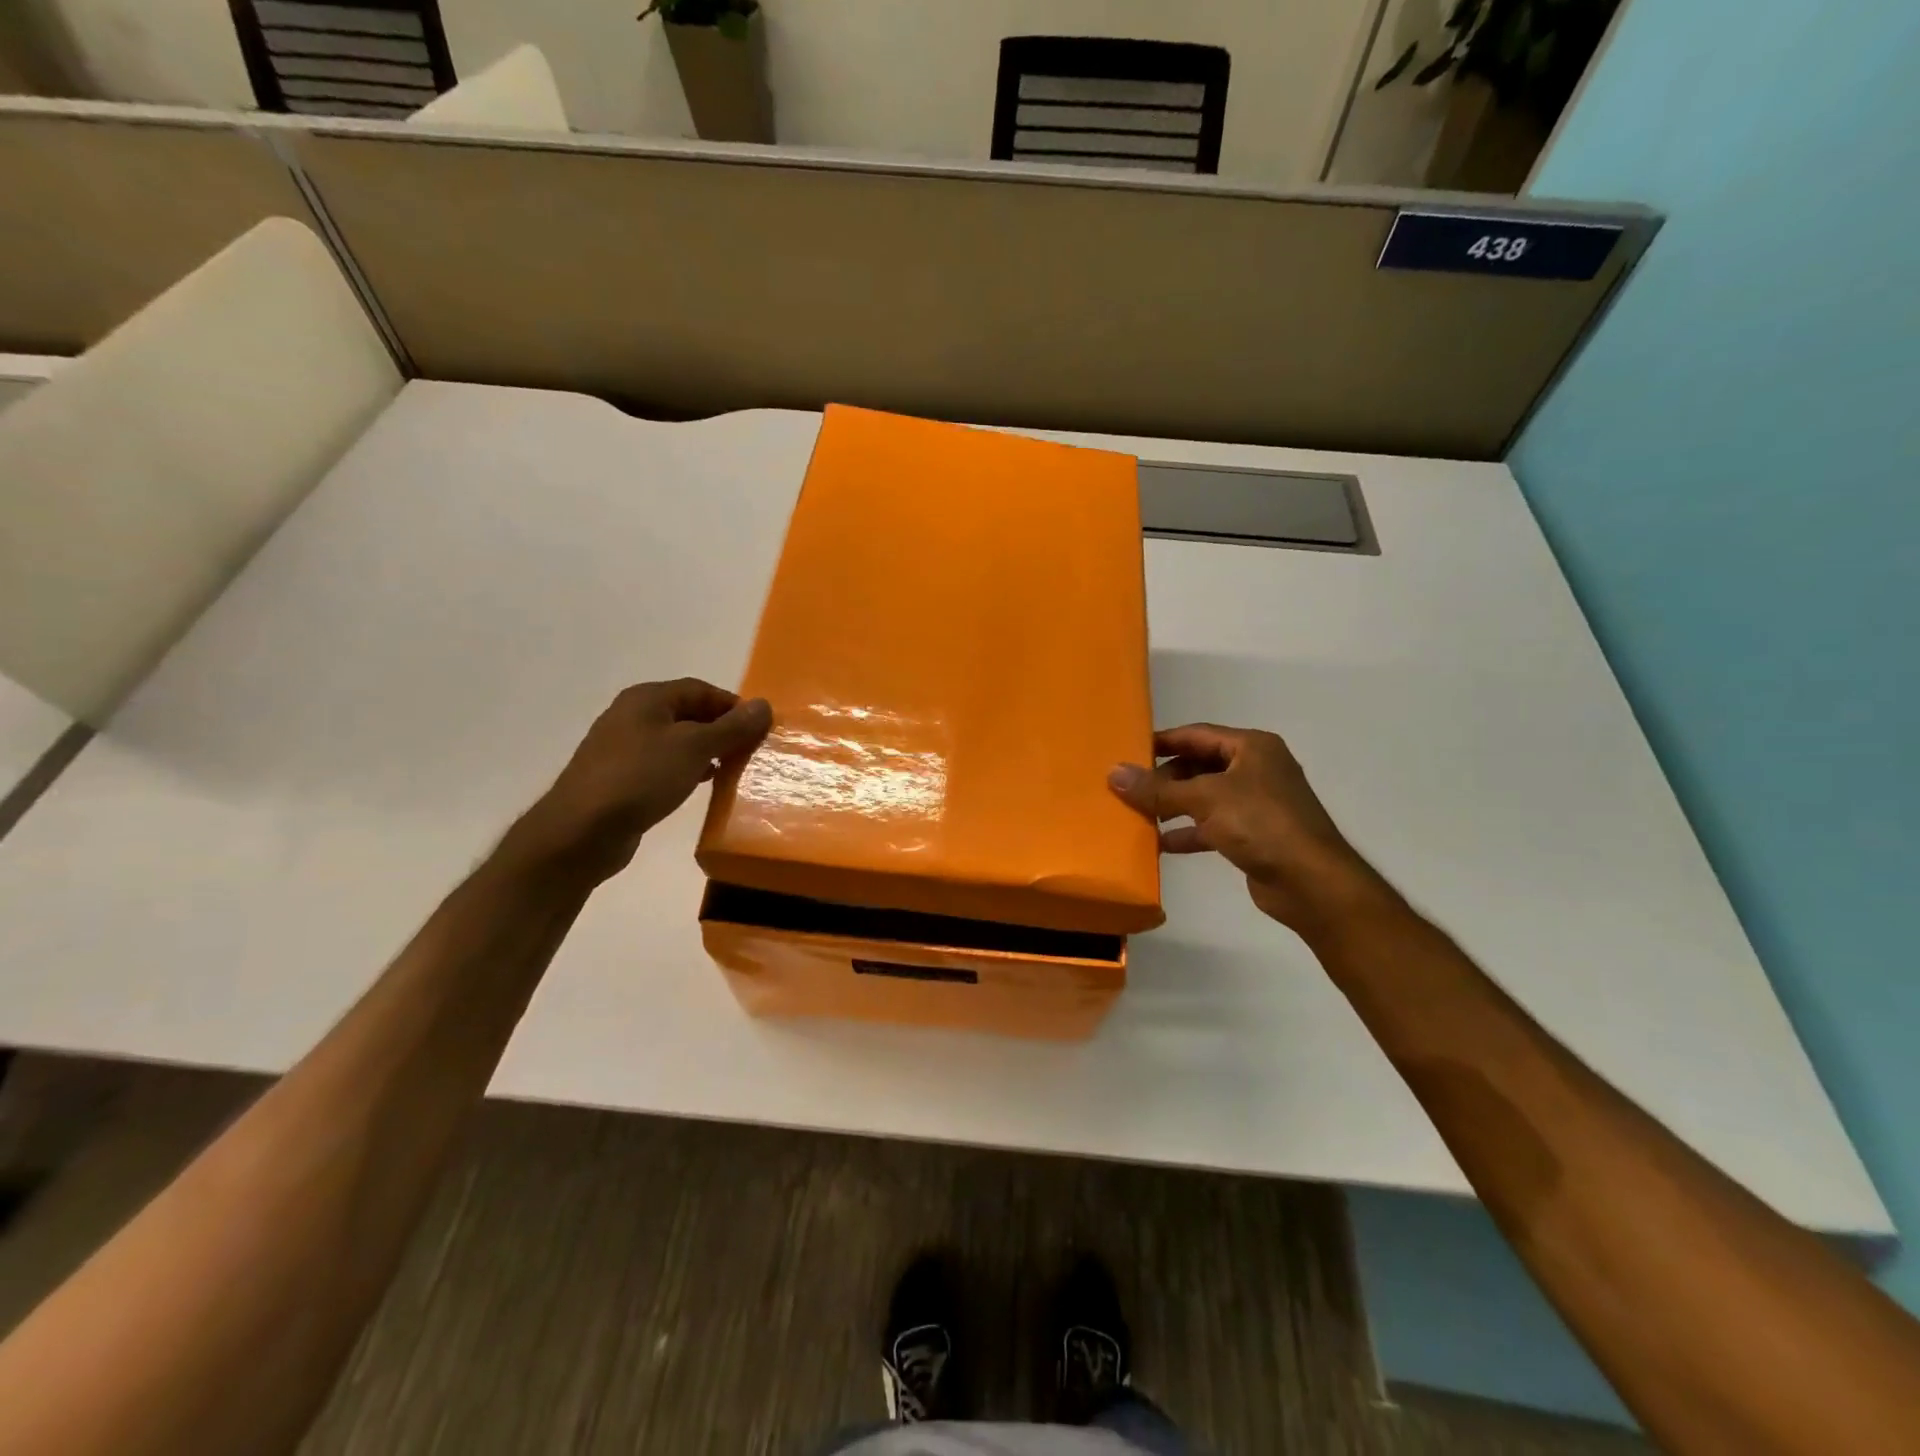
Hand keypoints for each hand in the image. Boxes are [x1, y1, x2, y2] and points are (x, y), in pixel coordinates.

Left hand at [513, 679, 770, 880]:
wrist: (581, 832)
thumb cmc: (641, 778)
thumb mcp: (694, 748)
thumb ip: (731, 727)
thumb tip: (764, 705)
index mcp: (647, 698)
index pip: (700, 689)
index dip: (733, 705)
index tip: (759, 728)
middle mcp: (632, 716)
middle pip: (688, 713)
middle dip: (722, 728)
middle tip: (750, 749)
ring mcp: (623, 748)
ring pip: (677, 741)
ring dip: (706, 751)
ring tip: (732, 768)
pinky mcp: (621, 779)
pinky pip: (663, 765)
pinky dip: (687, 769)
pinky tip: (702, 785)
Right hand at [1108, 724, 1391, 935]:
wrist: (1311, 882)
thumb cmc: (1260, 823)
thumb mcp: (1204, 799)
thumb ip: (1157, 789)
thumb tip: (1114, 773)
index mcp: (1251, 747)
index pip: (1197, 734)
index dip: (1162, 741)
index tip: (1128, 750)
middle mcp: (1256, 769)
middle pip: (1199, 765)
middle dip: (1164, 778)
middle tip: (1129, 789)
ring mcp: (1257, 803)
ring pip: (1204, 796)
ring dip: (1173, 805)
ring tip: (1138, 815)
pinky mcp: (1255, 834)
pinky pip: (1213, 825)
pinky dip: (1189, 831)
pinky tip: (1161, 844)